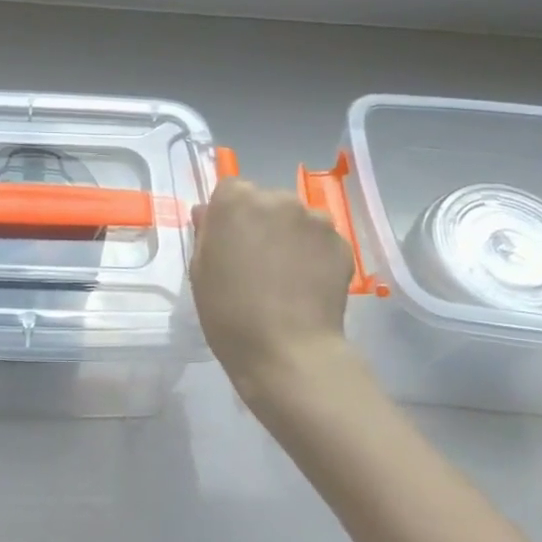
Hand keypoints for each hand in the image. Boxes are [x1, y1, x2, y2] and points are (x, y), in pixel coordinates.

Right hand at [190, 178, 354, 393]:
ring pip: (298, 219)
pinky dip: (315, 255)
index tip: (229, 242)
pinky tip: (308, 285)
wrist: (287, 352)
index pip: (230, 190)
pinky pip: (322, 241)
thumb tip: (208, 212)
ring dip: (291, 236)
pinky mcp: (341, 243)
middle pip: (266, 201)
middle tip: (258, 261)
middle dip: (262, 223)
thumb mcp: (199, 271)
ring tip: (287, 275)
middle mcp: (277, 198)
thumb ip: (205, 232)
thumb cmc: (229, 312)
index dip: (229, 215)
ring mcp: (314, 220)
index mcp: (235, 200)